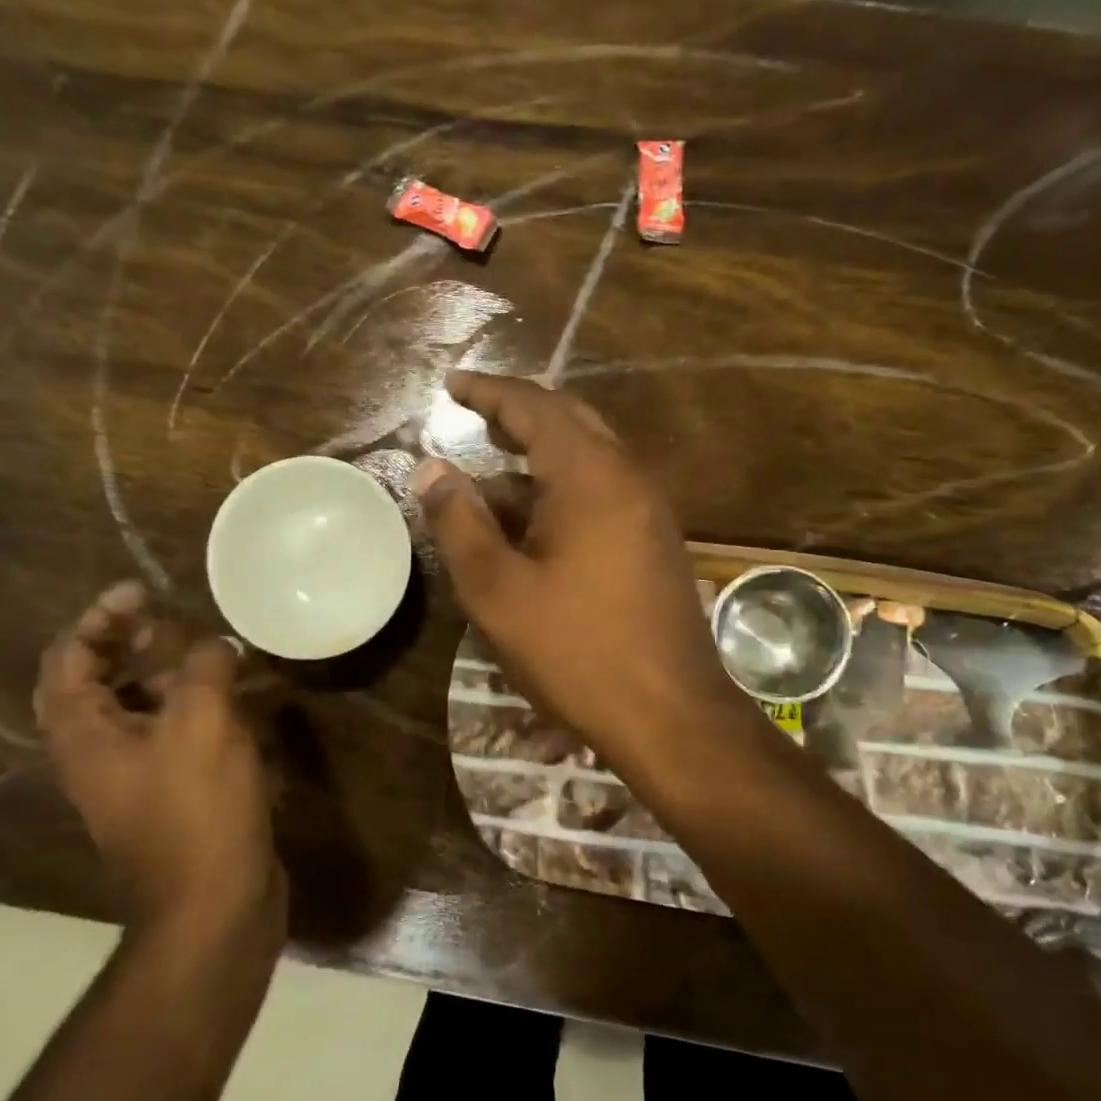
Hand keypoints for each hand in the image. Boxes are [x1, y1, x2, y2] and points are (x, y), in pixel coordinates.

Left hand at [35, 582, 283, 931]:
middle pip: (97, 681)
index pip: (68, 657)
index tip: (143, 592)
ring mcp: (134, 778)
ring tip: (211, 656)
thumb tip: (216, 644)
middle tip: (171, 620)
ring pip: (138, 709)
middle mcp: (98, 753)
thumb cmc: (197, 810)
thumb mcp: (202, 723)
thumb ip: (205, 667)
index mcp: (84, 733)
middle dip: (130, 643)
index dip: (100, 617)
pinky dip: (196, 710)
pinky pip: (173, 736)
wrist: (214, 906)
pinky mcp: (172, 795)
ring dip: (168, 675)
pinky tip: (238, 703)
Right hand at [415, 372, 754, 773]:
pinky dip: (560, 493)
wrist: (670, 714)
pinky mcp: (654, 544)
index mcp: (590, 475)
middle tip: (472, 418)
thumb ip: (460, 523)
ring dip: (536, 462)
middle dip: (517, 417)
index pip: (535, 407)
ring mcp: (648, 512)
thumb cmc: (576, 651)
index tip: (452, 385)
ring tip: (486, 480)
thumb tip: (431, 469)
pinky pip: (602, 496)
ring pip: (586, 463)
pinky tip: (530, 527)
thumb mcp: (498, 591)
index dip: (489, 392)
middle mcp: (628, 479)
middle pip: (569, 423)